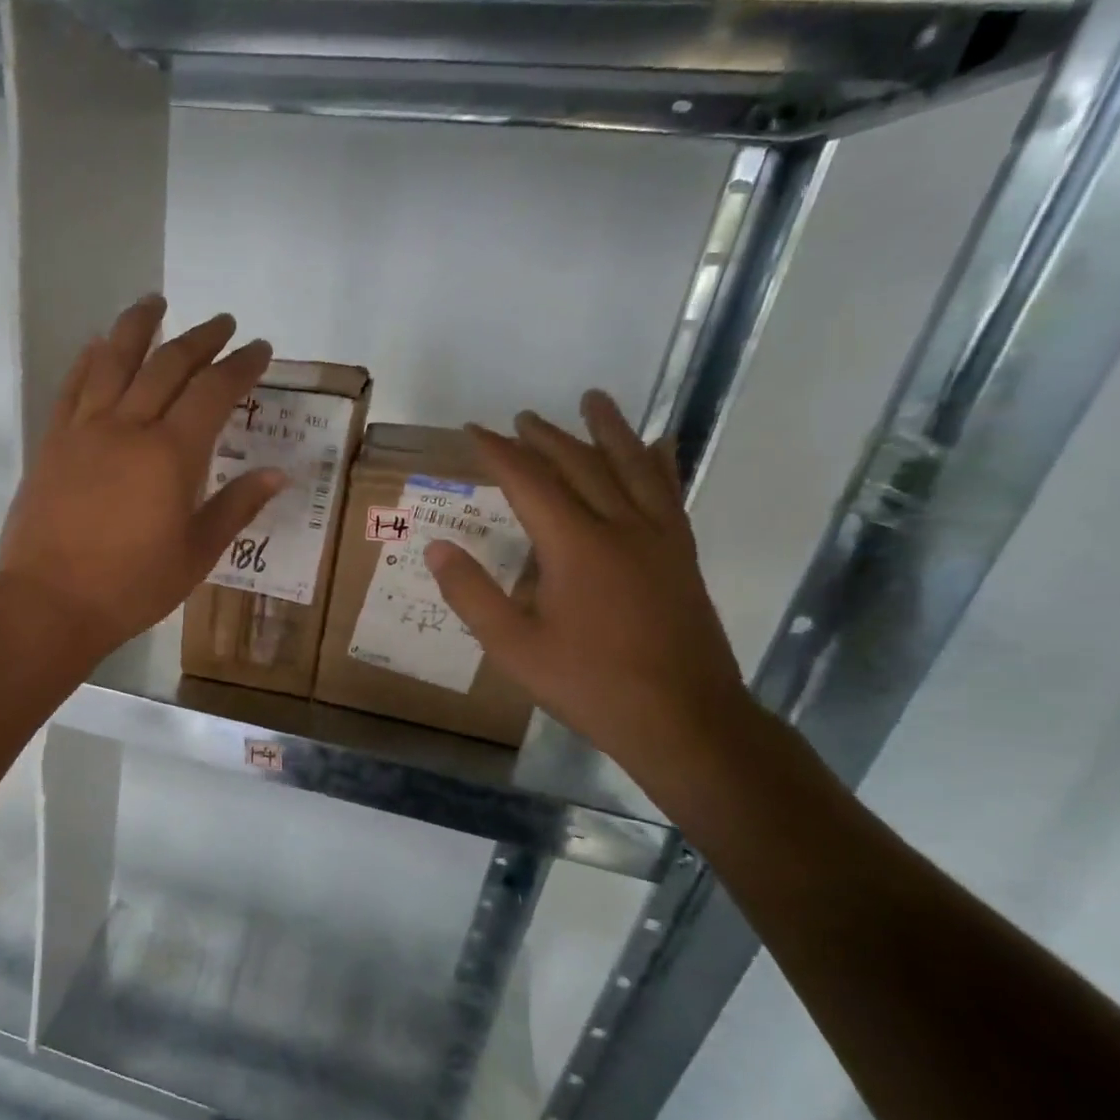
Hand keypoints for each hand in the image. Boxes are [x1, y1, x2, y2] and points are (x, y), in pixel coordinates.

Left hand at [0, 295, 284, 663]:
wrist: (48, 604)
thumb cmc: (131, 587)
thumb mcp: (196, 555)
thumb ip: (235, 507)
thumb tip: (277, 474)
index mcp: (171, 455)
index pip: (214, 393)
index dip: (240, 366)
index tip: (259, 347)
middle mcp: (128, 427)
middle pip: (168, 365)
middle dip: (200, 338)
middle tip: (223, 323)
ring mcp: (84, 430)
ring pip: (113, 360)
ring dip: (138, 325)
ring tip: (155, 301)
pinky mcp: (52, 442)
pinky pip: (73, 386)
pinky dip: (89, 360)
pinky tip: (97, 345)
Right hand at [426, 392, 752, 775]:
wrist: (683, 718)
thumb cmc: (589, 684)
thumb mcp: (513, 647)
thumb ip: (472, 594)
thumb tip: (437, 547)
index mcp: (575, 546)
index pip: (530, 481)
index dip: (499, 452)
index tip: (473, 430)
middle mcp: (620, 527)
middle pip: (580, 464)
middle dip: (546, 437)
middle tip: (521, 417)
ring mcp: (659, 538)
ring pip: (632, 467)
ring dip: (608, 430)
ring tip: (594, 400)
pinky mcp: (681, 555)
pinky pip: (668, 493)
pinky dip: (658, 462)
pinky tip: (658, 446)